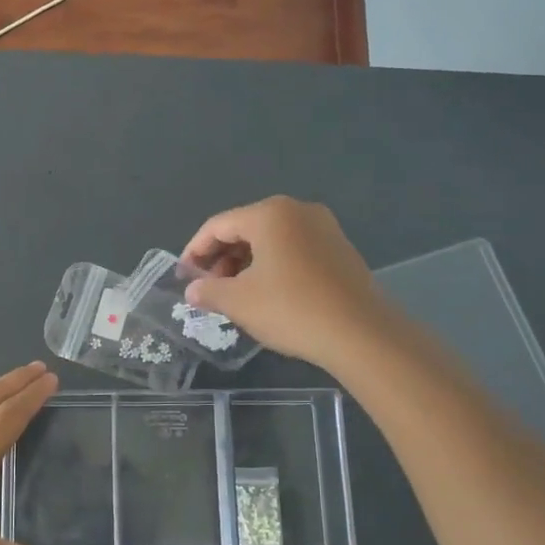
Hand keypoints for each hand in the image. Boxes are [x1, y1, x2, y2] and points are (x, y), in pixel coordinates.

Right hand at [181, 196, 391, 369]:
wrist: (360, 333)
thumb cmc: (291, 309)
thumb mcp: (239, 302)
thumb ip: (209, 290)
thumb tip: (192, 290)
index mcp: (269, 214)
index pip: (217, 225)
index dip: (195, 251)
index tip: (184, 277)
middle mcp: (297, 210)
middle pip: (245, 228)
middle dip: (221, 258)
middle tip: (209, 289)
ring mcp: (323, 228)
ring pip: (270, 240)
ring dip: (245, 263)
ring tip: (234, 295)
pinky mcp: (339, 249)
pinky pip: (293, 249)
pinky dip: (272, 266)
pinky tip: (266, 294)